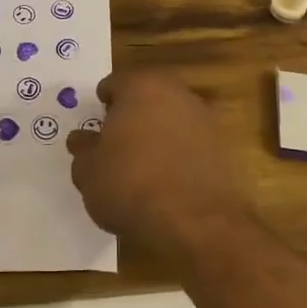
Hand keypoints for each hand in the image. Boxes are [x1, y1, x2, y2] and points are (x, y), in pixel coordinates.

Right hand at [66, 71, 252, 249]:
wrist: (197, 223)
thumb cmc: (131, 185)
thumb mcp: (89, 172)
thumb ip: (83, 150)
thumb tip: (82, 139)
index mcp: (141, 87)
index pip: (114, 84)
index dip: (102, 105)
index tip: (96, 126)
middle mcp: (177, 93)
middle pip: (147, 98)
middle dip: (132, 116)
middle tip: (117, 144)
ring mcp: (205, 119)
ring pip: (172, 120)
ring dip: (158, 136)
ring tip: (143, 167)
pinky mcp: (224, 148)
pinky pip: (192, 146)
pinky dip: (180, 156)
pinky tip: (168, 183)